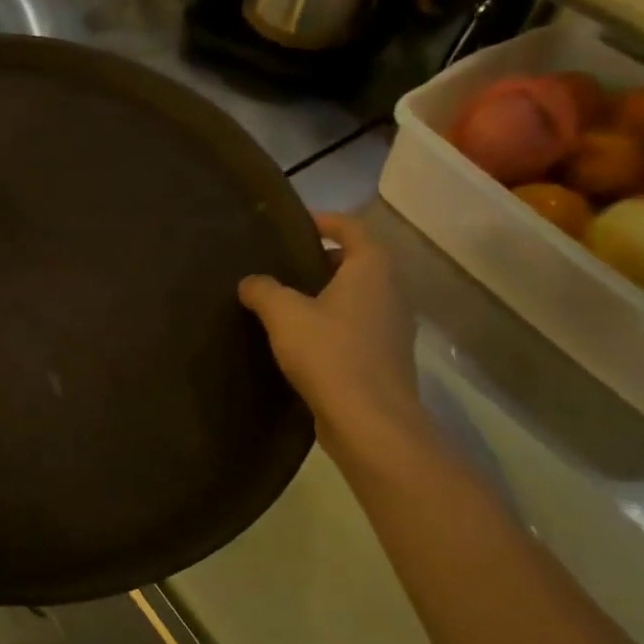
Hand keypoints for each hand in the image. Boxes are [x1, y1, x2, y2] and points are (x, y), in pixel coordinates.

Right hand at [238, 212, 422, 450]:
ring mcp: (392, 329)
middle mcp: (390, 294)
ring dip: (328, 295)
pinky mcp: (385, 360)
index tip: (298, 224)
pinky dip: (334, 325)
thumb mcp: (284, 314)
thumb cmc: (329, 354)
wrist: (370, 422)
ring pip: (359, 298)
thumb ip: (264, 290)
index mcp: (371, 271)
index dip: (326, 221)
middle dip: (324, 260)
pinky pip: (358, 328)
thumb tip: (251, 282)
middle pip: (359, 263)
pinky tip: (303, 341)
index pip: (353, 229)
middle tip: (286, 265)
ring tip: (289, 303)